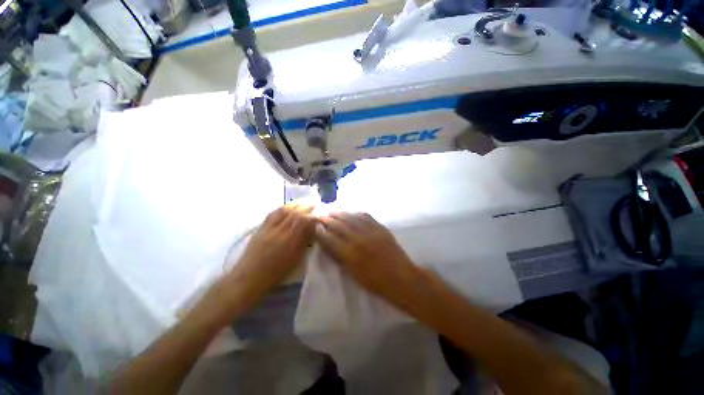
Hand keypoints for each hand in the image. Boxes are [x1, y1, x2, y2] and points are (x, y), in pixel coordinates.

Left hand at [225, 204, 315, 298]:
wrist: (249, 277)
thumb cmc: (276, 273)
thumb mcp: (295, 259)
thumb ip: (304, 242)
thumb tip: (312, 228)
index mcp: (289, 240)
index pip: (303, 220)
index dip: (312, 214)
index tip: (319, 213)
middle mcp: (279, 231)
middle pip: (294, 213)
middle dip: (306, 206)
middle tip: (314, 204)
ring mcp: (269, 228)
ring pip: (283, 210)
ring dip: (295, 205)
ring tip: (302, 203)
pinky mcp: (261, 228)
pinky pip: (273, 213)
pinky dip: (282, 208)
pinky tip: (287, 207)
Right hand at [315, 212, 417, 299]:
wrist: (400, 277)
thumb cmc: (374, 281)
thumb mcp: (352, 274)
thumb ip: (340, 258)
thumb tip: (329, 245)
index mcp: (349, 253)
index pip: (330, 239)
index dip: (320, 232)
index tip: (315, 226)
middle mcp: (358, 239)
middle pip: (339, 225)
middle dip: (327, 219)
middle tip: (320, 214)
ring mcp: (370, 231)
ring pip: (351, 218)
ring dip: (340, 213)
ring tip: (332, 210)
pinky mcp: (379, 227)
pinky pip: (365, 216)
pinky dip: (356, 213)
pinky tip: (351, 212)